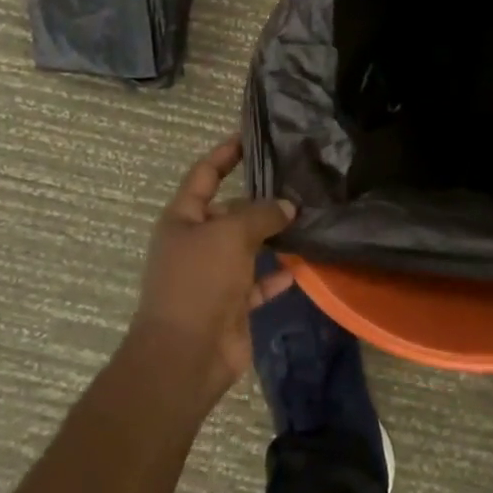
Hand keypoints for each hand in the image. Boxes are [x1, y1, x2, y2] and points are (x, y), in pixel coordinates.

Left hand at [130, 136, 297, 403]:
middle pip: (231, 211)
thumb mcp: (229, 235)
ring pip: (249, 246)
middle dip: (261, 199)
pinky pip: (259, 281)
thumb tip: (286, 207)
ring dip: (274, 236)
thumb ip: (260, 214)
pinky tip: (302, 264)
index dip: (224, 154)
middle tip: (299, 182)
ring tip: (309, 217)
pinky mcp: (232, 304)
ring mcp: (214, 275)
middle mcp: (197, 243)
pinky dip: (278, 273)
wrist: (185, 356)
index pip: (204, 175)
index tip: (249, 137)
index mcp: (183, 219)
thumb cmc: (198, 283)